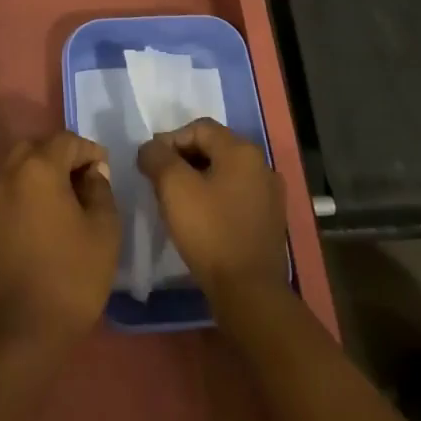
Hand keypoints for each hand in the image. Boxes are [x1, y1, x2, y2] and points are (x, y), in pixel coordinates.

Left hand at [0, 132, 119, 351]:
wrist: (25, 332)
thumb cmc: (72, 276)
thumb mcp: (104, 229)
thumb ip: (101, 190)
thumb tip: (92, 173)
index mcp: (37, 169)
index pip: (66, 141)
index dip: (89, 151)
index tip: (105, 171)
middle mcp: (8, 176)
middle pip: (36, 148)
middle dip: (62, 155)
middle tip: (85, 179)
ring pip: (18, 168)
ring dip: (43, 172)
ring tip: (68, 199)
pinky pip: (10, 192)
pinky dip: (28, 192)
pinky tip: (48, 218)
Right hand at [137, 118, 287, 303]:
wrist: (249, 293)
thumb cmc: (209, 232)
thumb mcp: (173, 187)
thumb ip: (157, 157)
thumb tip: (151, 148)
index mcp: (242, 150)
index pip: (198, 128)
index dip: (169, 140)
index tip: (149, 164)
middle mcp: (261, 164)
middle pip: (213, 147)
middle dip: (182, 159)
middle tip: (159, 181)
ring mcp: (270, 194)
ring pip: (224, 172)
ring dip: (197, 179)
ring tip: (176, 200)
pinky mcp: (270, 220)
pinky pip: (235, 195)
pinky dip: (214, 198)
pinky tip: (200, 218)